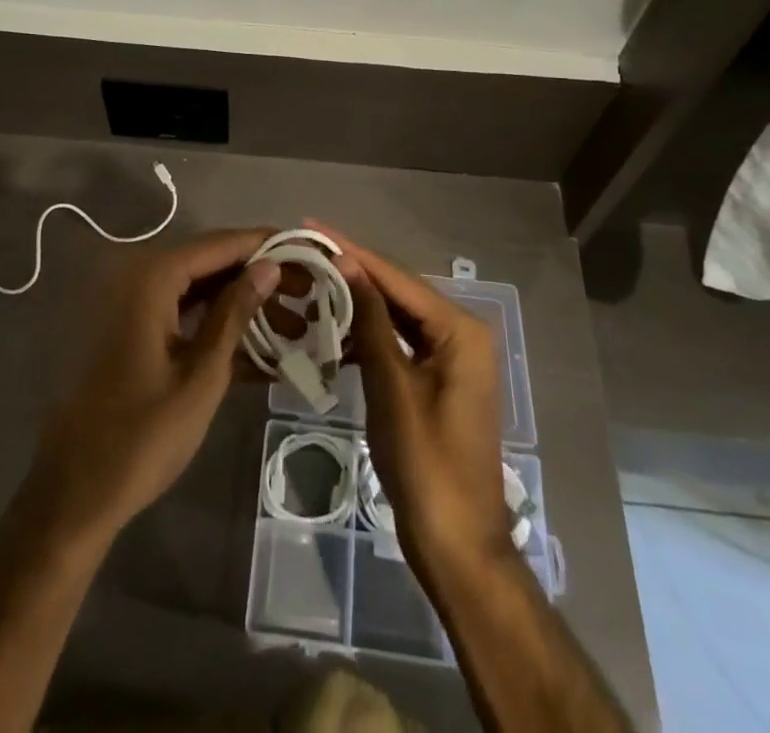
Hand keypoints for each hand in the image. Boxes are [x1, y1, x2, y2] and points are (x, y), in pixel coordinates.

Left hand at [23, 230, 280, 542]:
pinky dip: (220, 327)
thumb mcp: (202, 374)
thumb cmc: (143, 435)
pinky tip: (262, 351)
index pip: (221, 243)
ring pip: (202, 289)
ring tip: (296, 327)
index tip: (311, 252)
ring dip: (244, 305)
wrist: (76, 493)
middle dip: (261, 276)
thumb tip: (270, 266)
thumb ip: (235, 313)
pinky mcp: (135, 333)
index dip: (266, 244)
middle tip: (310, 293)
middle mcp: (141, 278)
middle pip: (212, 262)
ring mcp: (136, 307)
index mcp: (153, 278)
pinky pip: (186, 315)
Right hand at [312, 221, 514, 583]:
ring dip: (358, 303)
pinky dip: (369, 335)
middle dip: (354, 272)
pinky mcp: (438, 379)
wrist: (456, 542)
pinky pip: (400, 342)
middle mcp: (462, 333)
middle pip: (399, 292)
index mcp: (460, 329)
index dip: (353, 251)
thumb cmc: (425, 463)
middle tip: (307, 251)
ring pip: (397, 316)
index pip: (397, 278)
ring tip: (313, 282)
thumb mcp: (392, 386)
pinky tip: (335, 328)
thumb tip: (347, 263)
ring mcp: (452, 357)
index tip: (313, 226)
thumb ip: (371, 319)